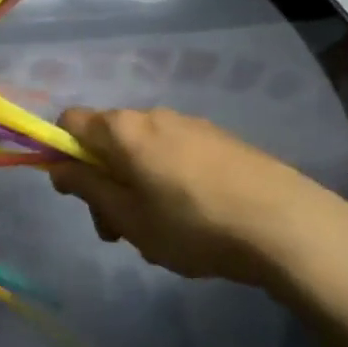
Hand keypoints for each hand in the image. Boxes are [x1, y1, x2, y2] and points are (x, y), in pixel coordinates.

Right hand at [49, 107, 347, 290]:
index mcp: (123, 130)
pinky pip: (176, 153)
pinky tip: (197, 217)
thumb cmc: (193, 225)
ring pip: (144, 149)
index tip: (77, 193)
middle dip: (103, 179)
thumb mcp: (128, 217)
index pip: (70, 122)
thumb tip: (58, 166)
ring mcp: (191, 124)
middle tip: (119, 230)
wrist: (289, 226)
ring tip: (162, 231)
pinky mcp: (222, 140)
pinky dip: (169, 178)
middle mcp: (153, 115)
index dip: (61, 153)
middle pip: (108, 139)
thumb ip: (87, 187)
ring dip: (136, 183)